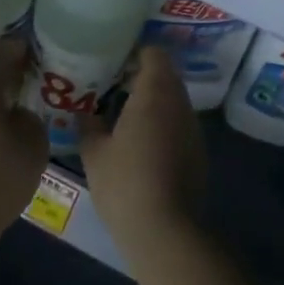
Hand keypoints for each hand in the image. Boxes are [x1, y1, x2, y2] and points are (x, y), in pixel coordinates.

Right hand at [79, 47, 205, 260]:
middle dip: (141, 78)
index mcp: (155, 93)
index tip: (112, 63)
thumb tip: (84, 111)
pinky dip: (163, 124)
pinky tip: (142, 143)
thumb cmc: (124, 183)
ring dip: (153, 102)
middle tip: (111, 89)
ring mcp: (193, 128)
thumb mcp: (94, 153)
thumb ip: (88, 124)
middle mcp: (180, 103)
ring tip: (123, 116)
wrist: (166, 230)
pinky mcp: (198, 151)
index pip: (154, 54)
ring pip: (173, 100)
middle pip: (165, 75)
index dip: (134, 54)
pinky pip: (179, 123)